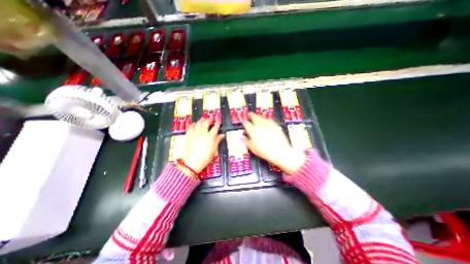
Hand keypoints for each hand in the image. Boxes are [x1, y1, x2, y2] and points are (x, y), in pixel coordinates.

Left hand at [182, 118, 222, 173]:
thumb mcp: (213, 150)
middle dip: (209, 119)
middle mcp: (202, 133)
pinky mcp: (188, 136)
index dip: (217, 123)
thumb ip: (217, 141)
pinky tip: (194, 123)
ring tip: (203, 118)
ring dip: (201, 120)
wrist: (191, 163)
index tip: (218, 121)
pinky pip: (190, 128)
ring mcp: (194, 134)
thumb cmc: (205, 158)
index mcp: (210, 137)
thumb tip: (222, 135)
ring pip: (198, 124)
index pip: (215, 127)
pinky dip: (192, 124)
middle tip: (211, 118)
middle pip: (206, 123)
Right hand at [242, 113, 304, 174]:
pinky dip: (266, 119)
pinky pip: (269, 120)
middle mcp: (260, 126)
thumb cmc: (266, 152)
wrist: (280, 152)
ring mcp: (268, 125)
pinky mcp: (275, 126)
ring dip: (258, 116)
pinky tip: (266, 119)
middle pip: (254, 118)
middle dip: (251, 115)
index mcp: (253, 131)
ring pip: (261, 117)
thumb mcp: (253, 149)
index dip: (244, 122)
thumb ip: (247, 142)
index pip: (246, 124)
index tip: (243, 121)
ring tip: (256, 115)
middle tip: (249, 114)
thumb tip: (242, 138)